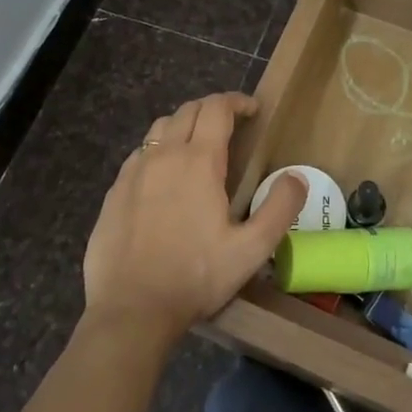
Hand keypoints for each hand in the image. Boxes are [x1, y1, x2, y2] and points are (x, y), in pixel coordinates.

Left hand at [83, 92, 305, 345]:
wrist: (130, 310)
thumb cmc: (195, 277)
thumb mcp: (251, 250)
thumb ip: (279, 209)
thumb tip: (296, 177)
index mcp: (199, 161)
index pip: (217, 108)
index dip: (237, 101)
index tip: (253, 110)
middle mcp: (164, 155)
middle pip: (188, 110)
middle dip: (212, 109)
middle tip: (230, 125)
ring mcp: (134, 171)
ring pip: (159, 128)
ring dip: (183, 125)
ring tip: (197, 145)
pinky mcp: (114, 191)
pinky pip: (139, 154)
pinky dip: (157, 151)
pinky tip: (164, 177)